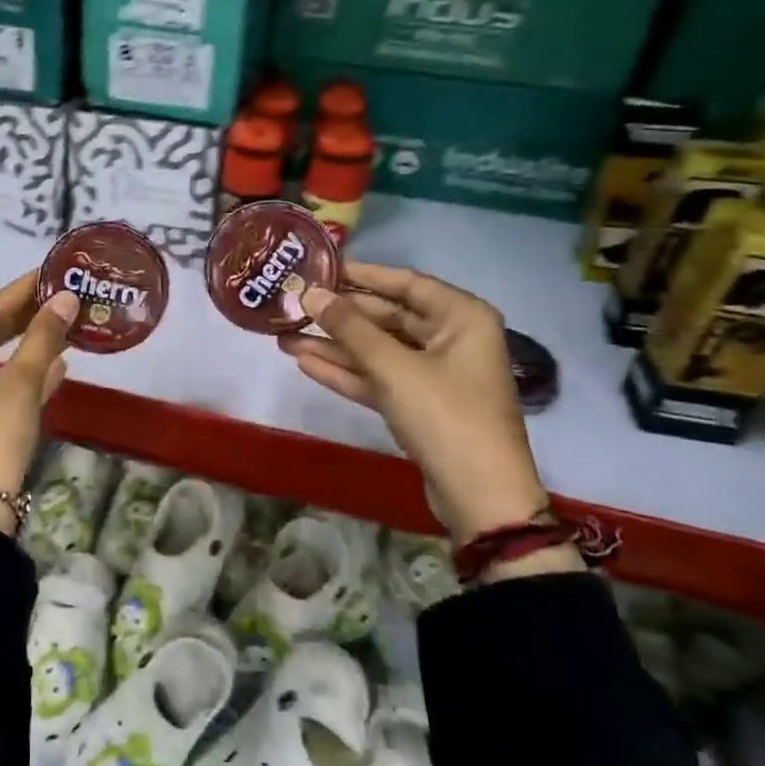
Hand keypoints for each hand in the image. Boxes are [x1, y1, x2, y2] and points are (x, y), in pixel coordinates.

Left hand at [0, 271, 78, 532]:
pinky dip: (18, 377)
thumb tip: (67, 298)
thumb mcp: (19, 385)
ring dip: (25, 348)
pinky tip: (55, 367)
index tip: (52, 273)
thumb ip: (42, 338)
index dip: (21, 292)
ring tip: (62, 326)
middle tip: (60, 297)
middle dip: (24, 318)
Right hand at [280, 263, 550, 543]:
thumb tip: (310, 293)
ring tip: (285, 337)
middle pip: (388, 317)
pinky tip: (305, 363)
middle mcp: (452, 339)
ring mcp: (435, 374)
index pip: (406, 283)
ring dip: (335, 346)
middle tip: (294, 307)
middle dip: (340, 316)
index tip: (320, 268)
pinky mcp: (419, 405)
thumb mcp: (393, 367)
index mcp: (462, 317)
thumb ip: (349, 328)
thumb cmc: (445, 415)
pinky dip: (346, 372)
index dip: (362, 275)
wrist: (480, 497)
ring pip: (378, 351)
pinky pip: (379, 378)